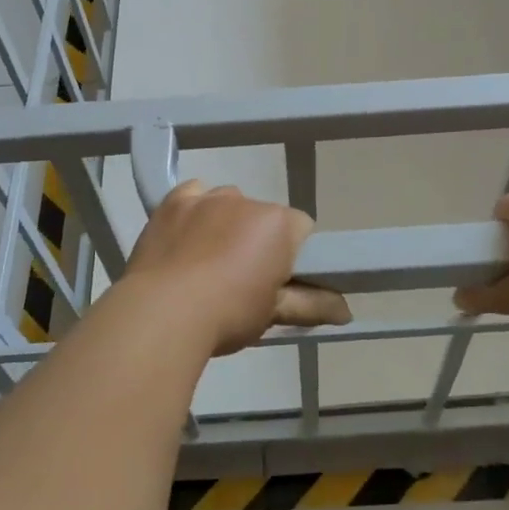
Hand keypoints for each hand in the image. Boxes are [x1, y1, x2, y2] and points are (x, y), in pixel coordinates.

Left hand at [123, 180, 350, 353]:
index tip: (278, 281)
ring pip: (229, 204)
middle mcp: (247, 200)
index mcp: (279, 223)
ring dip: (227, 224)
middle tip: (241, 280)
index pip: (301, 229)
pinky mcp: (173, 201)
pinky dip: (195, 210)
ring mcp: (207, 197)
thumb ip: (313, 304)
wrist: (161, 313)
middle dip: (258, 240)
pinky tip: (186, 238)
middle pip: (263, 216)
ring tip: (207, 264)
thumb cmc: (228, 314)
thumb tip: (347, 310)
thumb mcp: (274, 313)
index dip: (293, 255)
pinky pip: (194, 195)